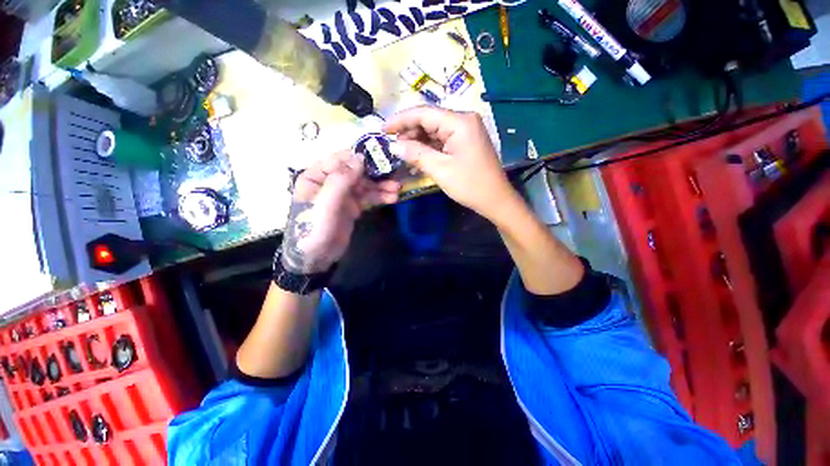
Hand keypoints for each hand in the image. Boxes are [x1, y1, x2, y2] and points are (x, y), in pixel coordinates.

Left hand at [281, 151, 399, 273]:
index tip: (381, 157)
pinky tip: (392, 198)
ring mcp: (343, 195)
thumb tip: (360, 157)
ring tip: (397, 189)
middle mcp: (330, 182)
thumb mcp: (325, 204)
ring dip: (381, 187)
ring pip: (365, 185)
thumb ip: (341, 180)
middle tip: (395, 176)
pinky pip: (368, 197)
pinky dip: (380, 197)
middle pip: (356, 172)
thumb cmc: (314, 229)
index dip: (360, 157)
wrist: (316, 259)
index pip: (340, 159)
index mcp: (316, 176)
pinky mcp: (353, 206)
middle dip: (375, 175)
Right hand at [384, 106, 516, 220]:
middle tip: (392, 146)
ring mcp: (466, 130)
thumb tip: (394, 146)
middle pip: (429, 119)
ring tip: (402, 153)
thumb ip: (416, 154)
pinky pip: (442, 139)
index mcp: (460, 122)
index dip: (400, 120)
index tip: (383, 130)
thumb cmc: (470, 185)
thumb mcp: (440, 170)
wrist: (495, 199)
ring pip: (434, 130)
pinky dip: (428, 147)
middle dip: (409, 131)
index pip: (424, 113)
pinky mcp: (466, 141)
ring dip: (417, 140)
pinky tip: (417, 155)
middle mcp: (464, 120)